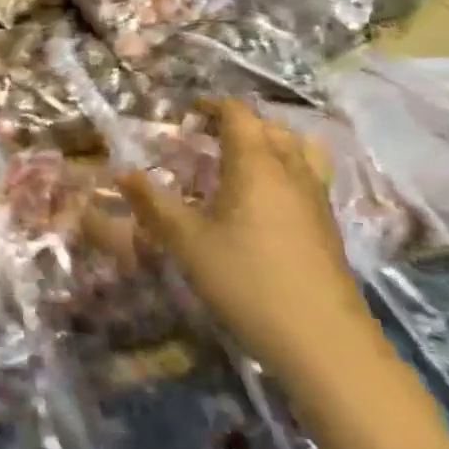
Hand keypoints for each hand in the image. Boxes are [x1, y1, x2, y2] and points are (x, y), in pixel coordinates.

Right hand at [117, 99, 378, 384]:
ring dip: (268, 144)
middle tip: (206, 137)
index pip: (238, 114)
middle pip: (270, 128)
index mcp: (256, 164)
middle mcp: (291, 171)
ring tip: (240, 162)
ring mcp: (316, 199)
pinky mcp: (327, 227)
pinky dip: (283, 171)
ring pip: (297, 151)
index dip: (212, 106)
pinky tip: (262, 202)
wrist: (323, 342)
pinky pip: (306, 177)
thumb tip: (122, 172)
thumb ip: (153, 203)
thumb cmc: (246, 281)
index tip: (187, 113)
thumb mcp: (186, 242)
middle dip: (238, 123)